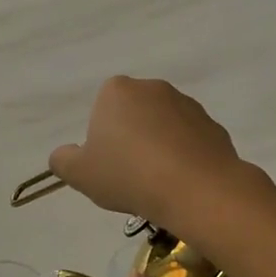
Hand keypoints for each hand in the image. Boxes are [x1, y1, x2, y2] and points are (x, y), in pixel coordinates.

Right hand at [48, 77, 254, 233]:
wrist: (195, 188)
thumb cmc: (128, 175)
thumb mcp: (80, 174)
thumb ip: (63, 160)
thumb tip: (62, 155)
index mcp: (117, 90)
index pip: (103, 108)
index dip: (103, 137)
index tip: (108, 164)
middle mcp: (153, 87)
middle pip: (135, 113)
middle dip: (132, 138)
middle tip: (131, 175)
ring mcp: (187, 104)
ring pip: (164, 126)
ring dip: (160, 146)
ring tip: (159, 182)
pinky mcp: (213, 125)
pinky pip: (191, 140)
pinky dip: (186, 156)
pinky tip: (183, 182)